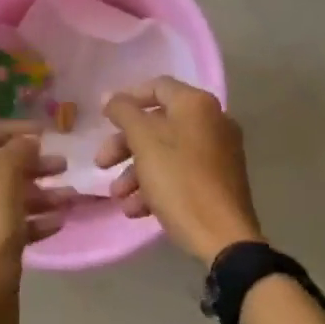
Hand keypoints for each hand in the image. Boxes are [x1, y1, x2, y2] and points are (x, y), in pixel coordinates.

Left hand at [0, 123, 71, 323]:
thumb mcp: (2, 181)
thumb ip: (16, 152)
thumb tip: (27, 140)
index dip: (11, 129)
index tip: (44, 132)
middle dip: (31, 163)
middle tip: (63, 165)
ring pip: (8, 197)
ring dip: (40, 192)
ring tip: (71, 196)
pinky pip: (12, 225)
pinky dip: (35, 219)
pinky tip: (60, 221)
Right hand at [98, 77, 263, 264]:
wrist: (223, 237)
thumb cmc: (179, 180)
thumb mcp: (144, 141)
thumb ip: (124, 113)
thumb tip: (111, 97)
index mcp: (197, 105)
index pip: (157, 87)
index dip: (127, 99)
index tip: (104, 118)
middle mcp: (212, 122)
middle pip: (158, 123)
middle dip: (124, 144)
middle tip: (101, 163)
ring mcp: (218, 153)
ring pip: (166, 152)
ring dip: (135, 171)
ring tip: (117, 195)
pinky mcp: (218, 181)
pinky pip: (181, 173)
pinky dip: (156, 185)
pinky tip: (136, 210)